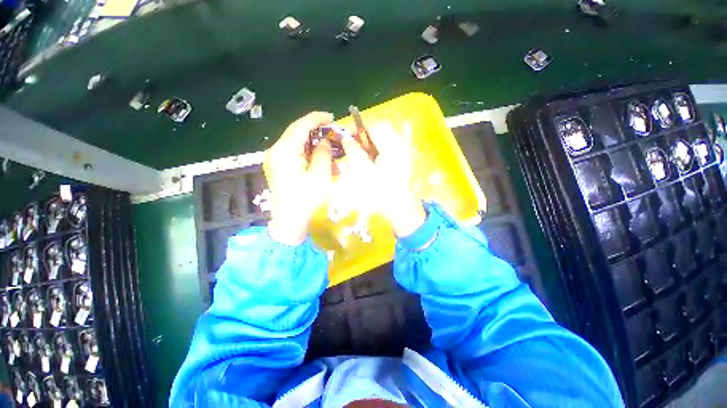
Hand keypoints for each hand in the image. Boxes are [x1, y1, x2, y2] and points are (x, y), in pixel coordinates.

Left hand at [266, 112, 334, 244]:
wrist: (290, 221)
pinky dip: (306, 150)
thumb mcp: (320, 174)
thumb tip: (323, 141)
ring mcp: (275, 159)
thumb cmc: (306, 199)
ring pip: (295, 142)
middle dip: (314, 129)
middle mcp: (276, 151)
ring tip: (326, 143)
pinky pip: (293, 152)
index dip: (317, 119)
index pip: (301, 126)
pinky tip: (317, 155)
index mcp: (285, 150)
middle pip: (296, 132)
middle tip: (331, 130)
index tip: (331, 117)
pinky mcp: (278, 167)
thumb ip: (323, 152)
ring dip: (311, 140)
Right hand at [340, 123, 426, 236]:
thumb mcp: (363, 171)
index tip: (345, 137)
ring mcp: (404, 152)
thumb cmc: (381, 192)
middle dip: (363, 137)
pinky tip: (371, 163)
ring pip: (383, 140)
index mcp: (393, 145)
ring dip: (369, 145)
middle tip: (352, 148)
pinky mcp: (403, 160)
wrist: (400, 209)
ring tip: (360, 157)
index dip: (357, 128)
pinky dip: (376, 152)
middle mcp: (401, 144)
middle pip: (379, 131)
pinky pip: (387, 149)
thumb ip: (353, 151)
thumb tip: (345, 138)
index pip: (374, 125)